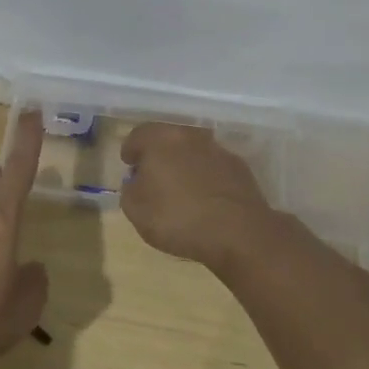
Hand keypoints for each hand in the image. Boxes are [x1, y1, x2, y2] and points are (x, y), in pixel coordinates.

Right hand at [119, 123, 283, 274]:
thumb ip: (129, 190)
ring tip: (180, 189)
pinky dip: (205, 176)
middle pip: (167, 139)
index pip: (138, 135)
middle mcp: (189, 136)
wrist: (239, 233)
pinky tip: (204, 198)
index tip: (129, 166)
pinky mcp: (239, 167)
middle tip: (152, 177)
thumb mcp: (136, 211)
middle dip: (157, 155)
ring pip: (192, 151)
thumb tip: (136, 182)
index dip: (130, 150)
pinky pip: (213, 167)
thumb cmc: (178, 218)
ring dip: (183, 164)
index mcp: (160, 139)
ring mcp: (218, 149)